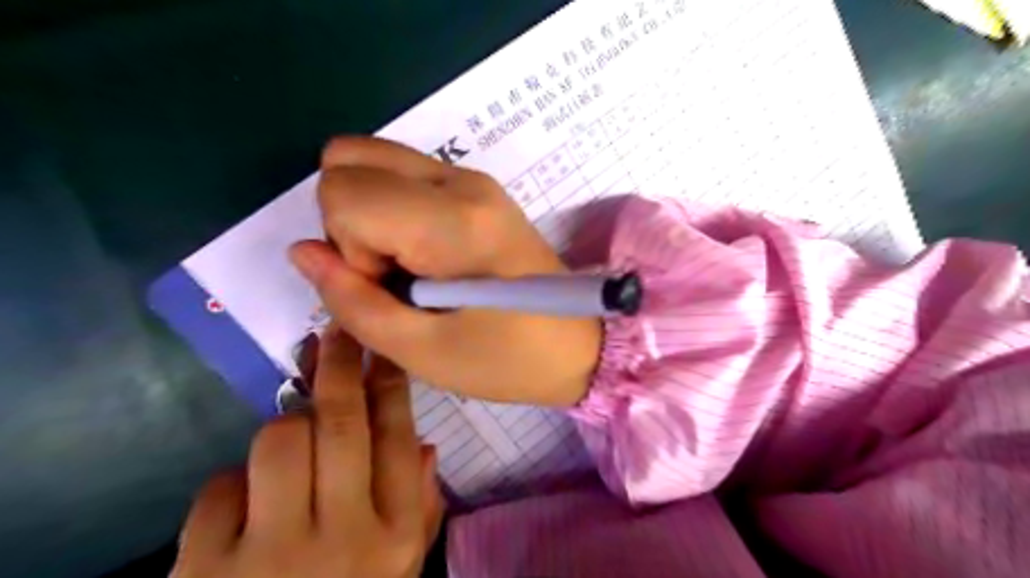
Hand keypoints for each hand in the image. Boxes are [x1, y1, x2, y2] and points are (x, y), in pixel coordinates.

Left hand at [171, 329, 437, 576]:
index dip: (390, 383)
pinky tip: (243, 516)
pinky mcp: (204, 575)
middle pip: (342, 423)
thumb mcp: (398, 569)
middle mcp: (346, 539)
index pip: (398, 437)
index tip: (382, 347)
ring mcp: (273, 557)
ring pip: (279, 440)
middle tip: (335, 332)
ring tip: (290, 454)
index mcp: (396, 537)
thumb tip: (428, 445)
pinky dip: (231, 489)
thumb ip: (422, 507)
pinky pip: (219, 489)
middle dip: (339, 365)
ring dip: (285, 432)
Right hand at [287, 136, 604, 406]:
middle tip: (394, 275)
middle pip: (348, 158)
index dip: (348, 249)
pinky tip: (427, 256)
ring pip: (372, 159)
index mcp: (453, 220)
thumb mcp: (422, 351)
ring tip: (412, 268)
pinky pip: (403, 175)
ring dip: (370, 213)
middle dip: (351, 221)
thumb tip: (301, 251)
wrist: (578, 344)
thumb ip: (352, 301)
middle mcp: (462, 180)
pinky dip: (393, 210)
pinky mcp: (478, 188)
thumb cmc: (507, 359)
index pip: (342, 191)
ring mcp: (473, 177)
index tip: (391, 287)